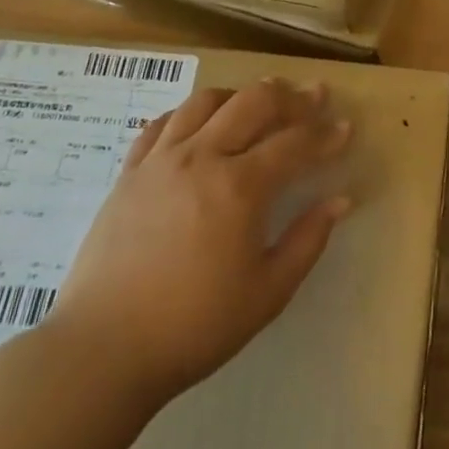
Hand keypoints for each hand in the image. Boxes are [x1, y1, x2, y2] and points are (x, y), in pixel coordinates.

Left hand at [47, 79, 353, 409]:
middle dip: (291, 96)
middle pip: (254, 102)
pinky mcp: (129, 174)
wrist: (102, 352)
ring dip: (241, 95)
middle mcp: (202, 158)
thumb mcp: (268, 292)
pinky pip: (162, 123)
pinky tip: (201, 125)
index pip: (296, 143)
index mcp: (241, 187)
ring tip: (258, 103)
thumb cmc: (194, 326)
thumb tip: (340, 200)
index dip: (326, 134)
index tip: (346, 128)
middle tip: (314, 97)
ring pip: (207, 101)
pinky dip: (190, 113)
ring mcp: (161, 161)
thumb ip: (308, 240)